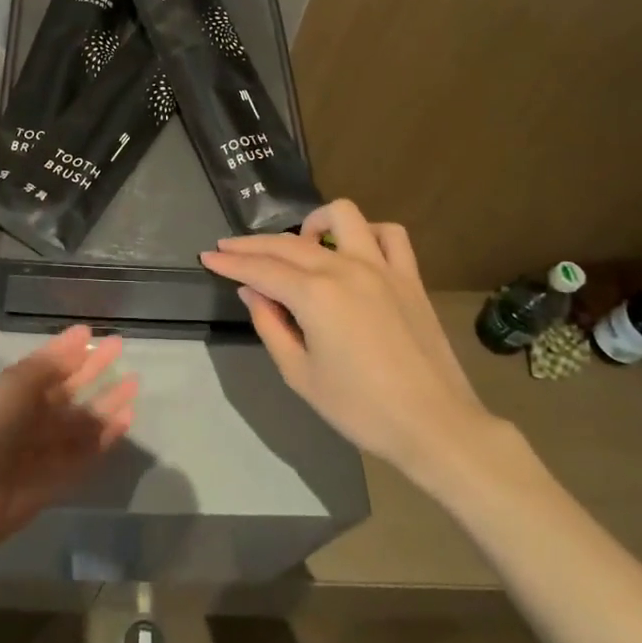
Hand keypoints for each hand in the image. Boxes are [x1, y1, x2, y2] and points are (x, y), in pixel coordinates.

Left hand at [0, 326, 137, 566]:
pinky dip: (107, 435)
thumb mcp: (11, 387)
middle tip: (120, 347)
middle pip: (67, 389)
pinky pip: (86, 452)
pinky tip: (127, 418)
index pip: (46, 365)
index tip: (91, 331)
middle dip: (92, 369)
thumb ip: (47, 365)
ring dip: (106, 401)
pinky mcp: (58, 479)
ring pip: (82, 420)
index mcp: (11, 392)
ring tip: (134, 382)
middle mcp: (29, 417)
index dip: (67, 349)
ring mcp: (44, 448)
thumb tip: (79, 338)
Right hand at [201, 200, 507, 496]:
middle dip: (252, 244)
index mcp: (314, 295)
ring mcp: (382, 267)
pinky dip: (366, 233)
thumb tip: (252, 292)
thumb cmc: (360, 408)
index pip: (260, 269)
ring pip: (342, 216)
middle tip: (228, 249)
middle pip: (289, 243)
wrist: (434, 425)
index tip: (207, 257)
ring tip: (300, 248)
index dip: (230, 263)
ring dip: (313, 224)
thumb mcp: (299, 374)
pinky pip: (389, 235)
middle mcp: (345, 268)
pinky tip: (353, 250)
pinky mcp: (409, 276)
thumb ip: (270, 325)